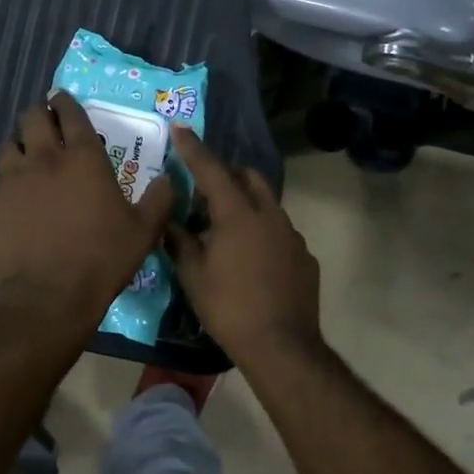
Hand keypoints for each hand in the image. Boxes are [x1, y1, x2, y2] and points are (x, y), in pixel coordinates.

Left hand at [0, 93, 173, 326]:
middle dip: (40, 114)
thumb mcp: (144, 231)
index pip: (70, 113)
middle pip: (32, 116)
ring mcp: (15, 177)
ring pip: (10, 143)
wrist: (49, 295)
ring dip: (20, 144)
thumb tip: (169, 179)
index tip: (63, 100)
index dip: (66, 102)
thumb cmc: (102, 259)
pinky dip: (8, 175)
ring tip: (28, 157)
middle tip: (47, 124)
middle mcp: (45, 157)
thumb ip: (158, 200)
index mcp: (83, 157)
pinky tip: (16, 191)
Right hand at [165, 127, 322, 366]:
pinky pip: (280, 233)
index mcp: (237, 214)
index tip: (180, 128)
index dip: (193, 148)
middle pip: (249, 178)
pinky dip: (263, 234)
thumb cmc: (228, 307)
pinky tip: (252, 260)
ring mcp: (292, 236)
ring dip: (246, 205)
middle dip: (227, 174)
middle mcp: (269, 215)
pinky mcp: (305, 257)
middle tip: (205, 189)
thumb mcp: (193, 274)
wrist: (281, 345)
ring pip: (267, 205)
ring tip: (226, 229)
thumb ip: (180, 240)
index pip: (211, 170)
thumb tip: (168, 220)